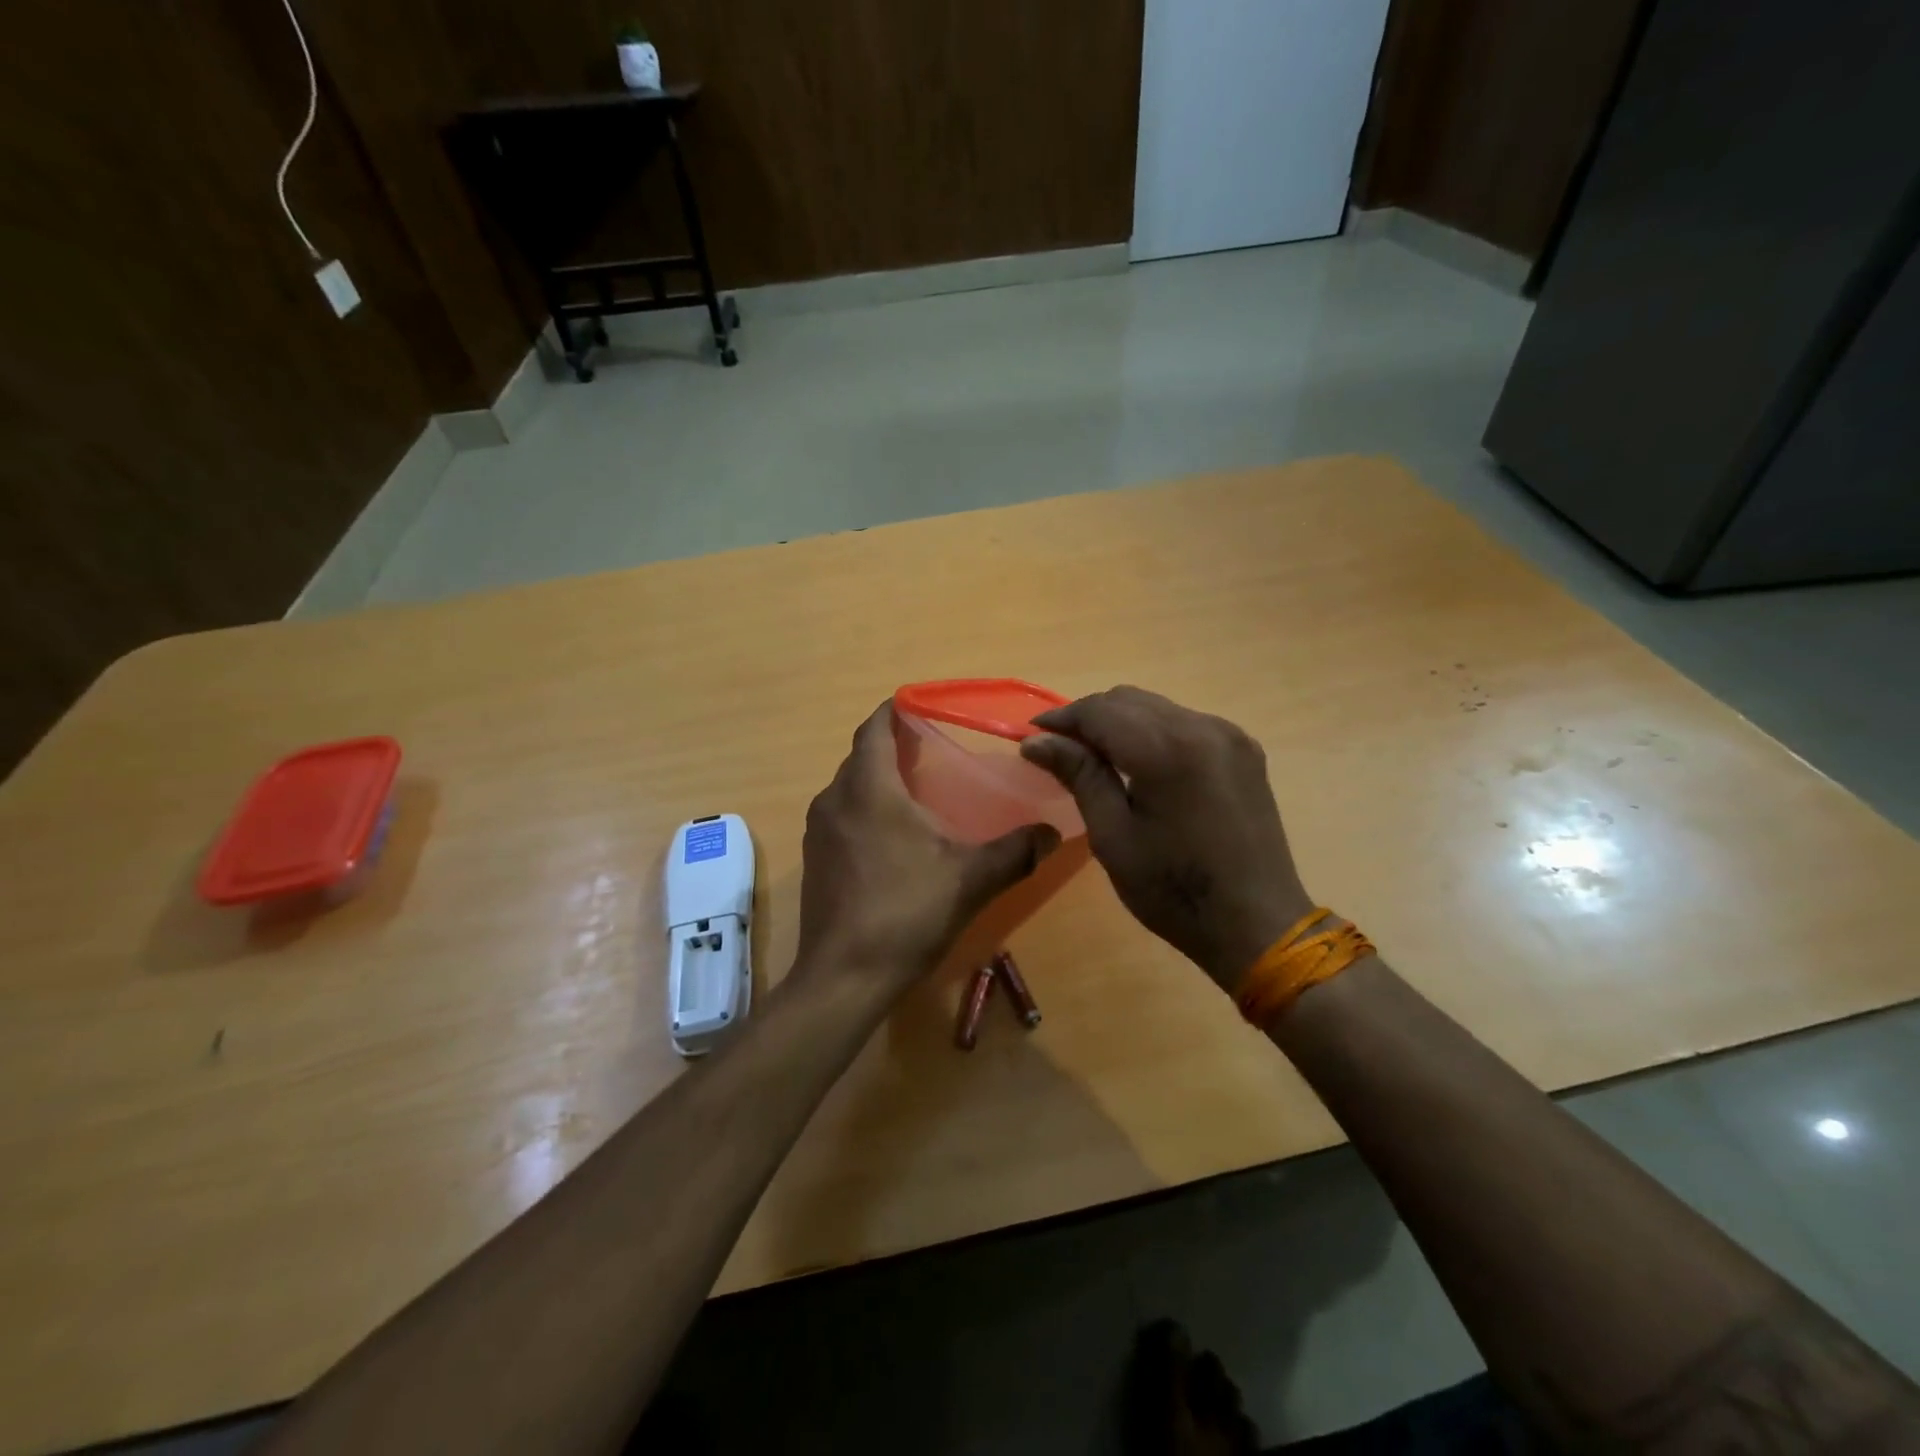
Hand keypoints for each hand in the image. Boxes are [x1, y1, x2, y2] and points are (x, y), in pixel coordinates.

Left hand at [796, 702, 1060, 992]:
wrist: (843, 978)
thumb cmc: (905, 913)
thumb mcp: (970, 879)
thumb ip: (1015, 851)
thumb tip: (1054, 832)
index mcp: (868, 788)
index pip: (874, 727)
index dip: (896, 709)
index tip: (927, 706)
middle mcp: (835, 799)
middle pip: (862, 755)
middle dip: (893, 745)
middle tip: (936, 749)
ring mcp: (818, 830)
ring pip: (850, 786)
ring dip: (878, 779)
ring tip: (919, 790)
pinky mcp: (814, 859)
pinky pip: (842, 814)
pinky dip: (866, 808)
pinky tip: (894, 836)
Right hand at [1020, 686, 1312, 992]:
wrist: (1258, 924)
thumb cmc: (1175, 891)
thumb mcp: (1114, 837)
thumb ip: (1080, 776)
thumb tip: (1037, 742)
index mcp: (1168, 750)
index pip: (1101, 711)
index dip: (1061, 719)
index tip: (1033, 738)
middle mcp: (1202, 727)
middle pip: (1129, 700)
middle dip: (1088, 718)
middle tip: (1060, 750)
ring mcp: (1228, 735)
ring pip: (1157, 708)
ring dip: (1120, 723)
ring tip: (1095, 757)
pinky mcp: (1243, 749)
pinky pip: (1184, 723)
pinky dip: (1152, 732)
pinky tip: (1139, 764)